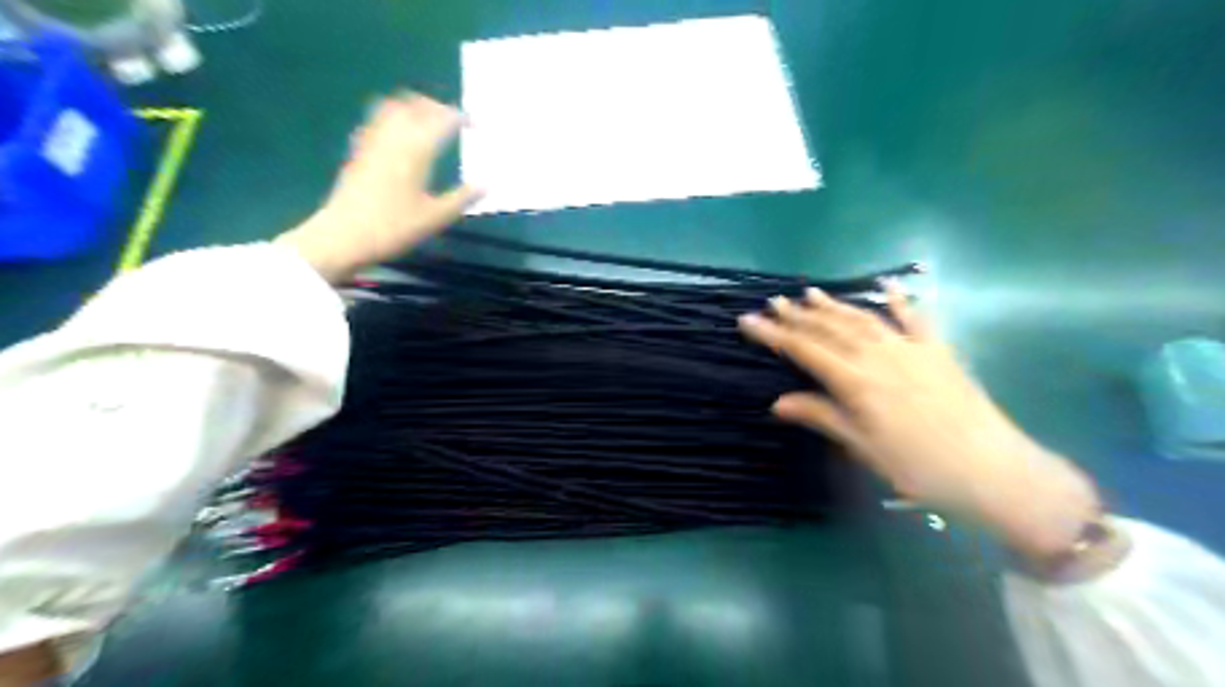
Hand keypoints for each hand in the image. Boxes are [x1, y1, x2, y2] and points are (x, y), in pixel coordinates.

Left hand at [276, 92, 484, 281]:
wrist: (343, 236)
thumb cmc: (393, 228)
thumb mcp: (435, 218)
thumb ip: (461, 198)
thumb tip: (486, 184)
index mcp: (416, 151)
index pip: (441, 120)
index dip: (460, 117)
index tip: (476, 123)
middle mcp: (393, 138)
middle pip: (414, 105)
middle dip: (435, 106)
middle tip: (452, 119)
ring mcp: (372, 143)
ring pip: (392, 108)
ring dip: (412, 107)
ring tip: (426, 121)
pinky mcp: (358, 152)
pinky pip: (376, 123)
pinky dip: (393, 120)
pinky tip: (399, 136)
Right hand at [735, 282, 1101, 561]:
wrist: (993, 470)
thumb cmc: (920, 468)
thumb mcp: (864, 448)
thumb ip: (822, 417)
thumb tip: (778, 402)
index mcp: (857, 382)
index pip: (805, 350)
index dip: (774, 334)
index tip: (748, 321)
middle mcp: (879, 356)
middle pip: (830, 329)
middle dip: (799, 315)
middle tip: (774, 302)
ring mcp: (911, 349)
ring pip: (863, 319)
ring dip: (834, 305)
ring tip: (810, 292)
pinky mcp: (939, 351)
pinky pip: (915, 318)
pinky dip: (899, 301)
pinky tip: (887, 287)